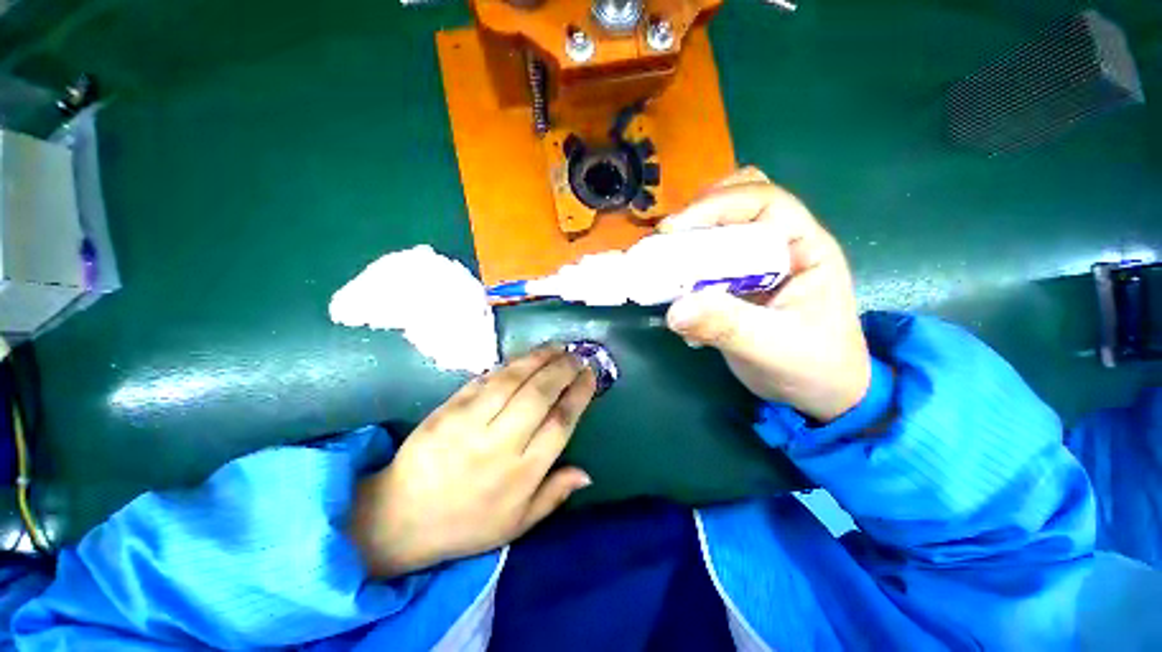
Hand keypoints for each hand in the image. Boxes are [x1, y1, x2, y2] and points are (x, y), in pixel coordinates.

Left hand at [351, 347, 596, 576]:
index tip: (590, 376)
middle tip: (577, 357)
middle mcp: (499, 444)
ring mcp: (470, 423)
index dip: (578, 394)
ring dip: (538, 358)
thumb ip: (554, 495)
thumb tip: (587, 474)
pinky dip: (509, 365)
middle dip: (563, 370)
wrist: (400, 517)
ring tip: (557, 347)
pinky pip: (485, 380)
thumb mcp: (517, 524)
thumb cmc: (466, 523)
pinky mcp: (448, 409)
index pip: (560, 423)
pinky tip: (524, 357)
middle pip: (539, 395)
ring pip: (513, 380)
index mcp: (521, 474)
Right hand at [661, 167, 870, 422]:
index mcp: (804, 247)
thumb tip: (674, 310)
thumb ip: (726, 326)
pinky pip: (708, 259)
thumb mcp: (772, 348)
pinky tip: (675, 287)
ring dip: (690, 238)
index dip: (716, 206)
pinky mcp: (737, 282)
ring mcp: (757, 263)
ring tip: (665, 259)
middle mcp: (781, 245)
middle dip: (700, 214)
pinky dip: (686, 265)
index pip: (762, 202)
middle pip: (739, 202)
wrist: (819, 392)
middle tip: (666, 240)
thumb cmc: (812, 367)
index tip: (672, 230)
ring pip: (721, 227)